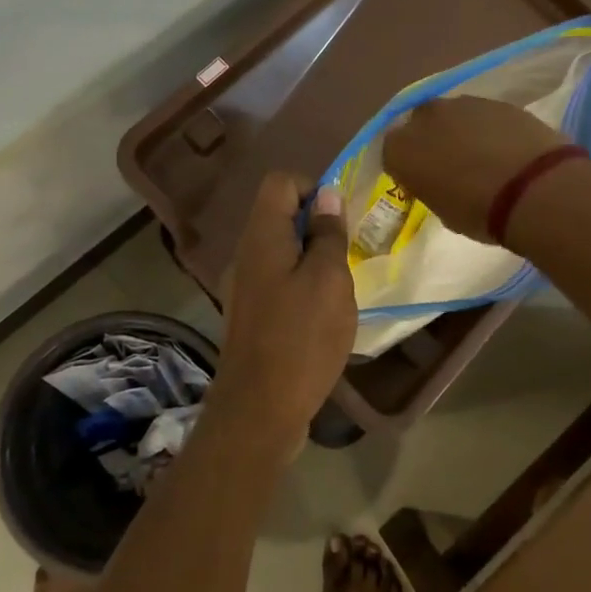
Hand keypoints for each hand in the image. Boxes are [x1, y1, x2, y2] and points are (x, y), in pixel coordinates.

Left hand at [212, 172, 356, 439]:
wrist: (259, 409)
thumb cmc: (301, 338)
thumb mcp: (328, 280)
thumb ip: (327, 234)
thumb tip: (326, 194)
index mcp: (262, 236)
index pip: (281, 182)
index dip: (313, 189)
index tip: (338, 222)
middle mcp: (246, 253)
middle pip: (279, 215)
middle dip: (317, 227)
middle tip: (346, 256)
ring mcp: (244, 286)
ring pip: (281, 250)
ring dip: (312, 258)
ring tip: (339, 288)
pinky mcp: (250, 314)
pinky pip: (278, 280)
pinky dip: (301, 285)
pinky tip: (322, 315)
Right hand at [382, 97, 571, 242]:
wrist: (533, 188)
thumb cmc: (479, 212)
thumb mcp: (443, 211)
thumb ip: (432, 187)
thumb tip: (440, 182)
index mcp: (401, 149)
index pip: (392, 153)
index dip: (407, 167)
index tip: (422, 181)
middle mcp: (424, 117)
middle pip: (420, 125)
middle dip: (431, 140)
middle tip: (450, 164)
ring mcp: (462, 104)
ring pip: (453, 116)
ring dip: (460, 131)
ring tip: (482, 156)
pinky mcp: (496, 101)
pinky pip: (483, 115)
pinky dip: (489, 128)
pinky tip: (505, 147)